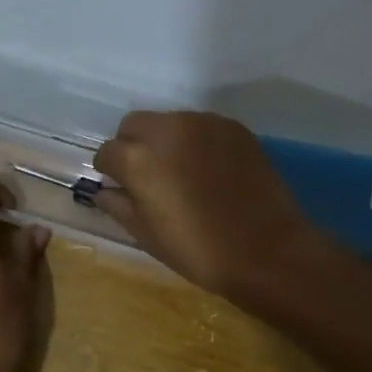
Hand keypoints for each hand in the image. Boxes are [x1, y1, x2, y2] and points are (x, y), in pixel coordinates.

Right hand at [93, 111, 327, 302]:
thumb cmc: (198, 250)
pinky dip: (196, 141)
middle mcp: (167, 129)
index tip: (121, 188)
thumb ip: (119, 205)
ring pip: (168, 121)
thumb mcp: (147, 235)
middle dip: (133, 146)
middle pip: (134, 125)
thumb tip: (105, 191)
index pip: (107, 152)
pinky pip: (201, 126)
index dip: (110, 172)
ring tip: (182, 172)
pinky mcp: (233, 126)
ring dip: (165, 141)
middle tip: (148, 177)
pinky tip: (209, 170)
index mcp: (138, 158)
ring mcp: (203, 123)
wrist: (266, 250)